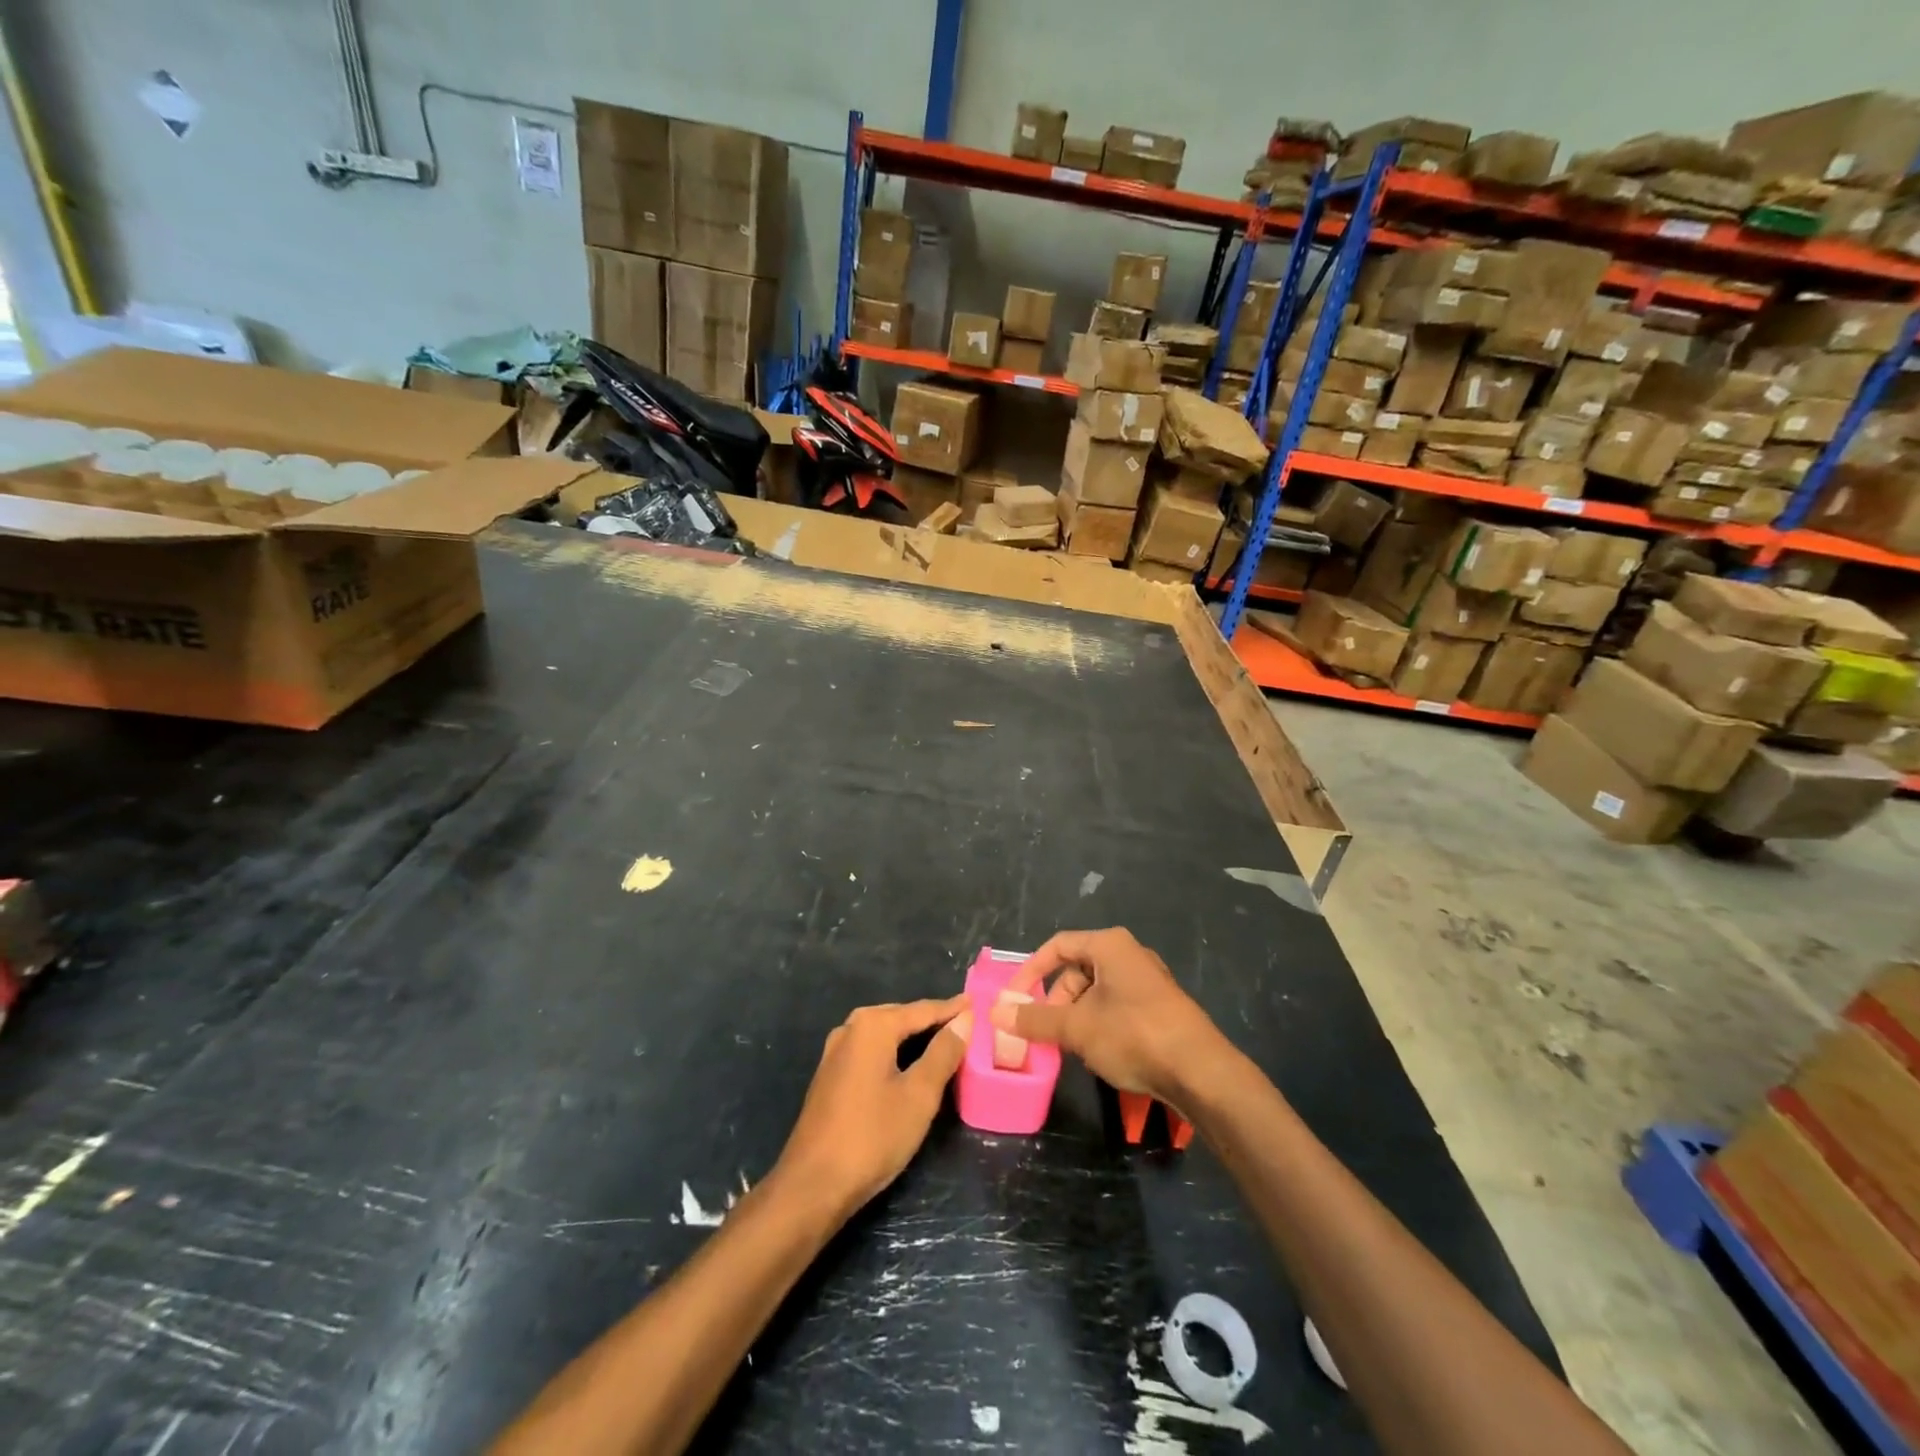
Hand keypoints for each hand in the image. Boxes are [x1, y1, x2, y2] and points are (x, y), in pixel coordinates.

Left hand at [776, 996, 970, 1219]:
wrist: (812, 1185)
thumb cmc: (872, 1136)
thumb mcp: (919, 1095)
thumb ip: (943, 1053)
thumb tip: (964, 1020)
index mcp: (873, 1025)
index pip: (923, 1010)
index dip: (952, 1009)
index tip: (977, 1003)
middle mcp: (851, 1028)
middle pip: (901, 1017)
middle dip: (932, 1020)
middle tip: (964, 1023)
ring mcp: (835, 1052)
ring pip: (884, 1034)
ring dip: (912, 1036)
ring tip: (942, 1041)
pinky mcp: (830, 1075)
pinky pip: (870, 1051)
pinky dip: (894, 1051)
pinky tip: (907, 1064)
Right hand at [992, 928, 1223, 1103]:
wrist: (1200, 1071)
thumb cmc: (1133, 1035)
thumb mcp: (1077, 1028)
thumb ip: (1035, 1020)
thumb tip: (996, 1013)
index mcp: (1109, 945)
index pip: (1058, 945)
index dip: (1031, 970)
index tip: (1014, 999)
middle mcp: (1130, 954)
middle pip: (1077, 969)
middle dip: (1055, 999)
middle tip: (1044, 1029)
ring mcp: (1148, 980)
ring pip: (1097, 990)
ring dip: (1076, 1015)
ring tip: (1070, 1045)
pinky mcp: (1160, 1006)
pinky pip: (1117, 1005)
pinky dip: (1099, 1022)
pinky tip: (1098, 1051)